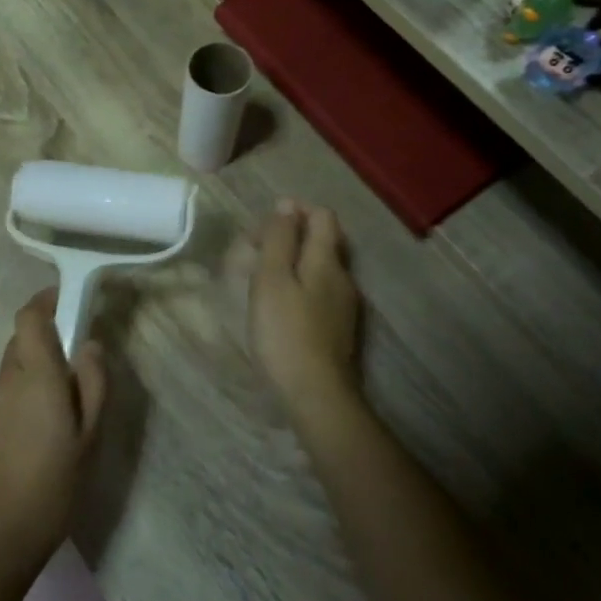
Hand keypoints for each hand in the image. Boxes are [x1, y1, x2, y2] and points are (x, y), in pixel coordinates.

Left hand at [0, 290, 107, 575]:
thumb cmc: (55, 483)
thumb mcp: (90, 434)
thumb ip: (93, 382)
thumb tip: (89, 344)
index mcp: (36, 375)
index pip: (30, 317)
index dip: (47, 300)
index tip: (70, 300)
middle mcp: (7, 379)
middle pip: (23, 338)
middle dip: (49, 337)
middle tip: (80, 361)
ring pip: (16, 365)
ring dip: (39, 366)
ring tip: (67, 401)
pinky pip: (8, 389)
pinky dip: (27, 390)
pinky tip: (44, 427)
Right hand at [248, 200, 361, 417]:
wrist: (316, 395)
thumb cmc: (286, 332)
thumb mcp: (272, 279)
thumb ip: (279, 239)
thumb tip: (286, 204)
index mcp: (327, 260)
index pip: (322, 216)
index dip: (295, 211)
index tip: (264, 225)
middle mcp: (343, 277)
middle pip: (323, 241)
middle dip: (291, 236)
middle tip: (256, 250)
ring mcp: (344, 305)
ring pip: (321, 268)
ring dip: (293, 262)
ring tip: (261, 277)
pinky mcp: (339, 329)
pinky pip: (320, 292)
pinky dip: (299, 286)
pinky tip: (279, 306)